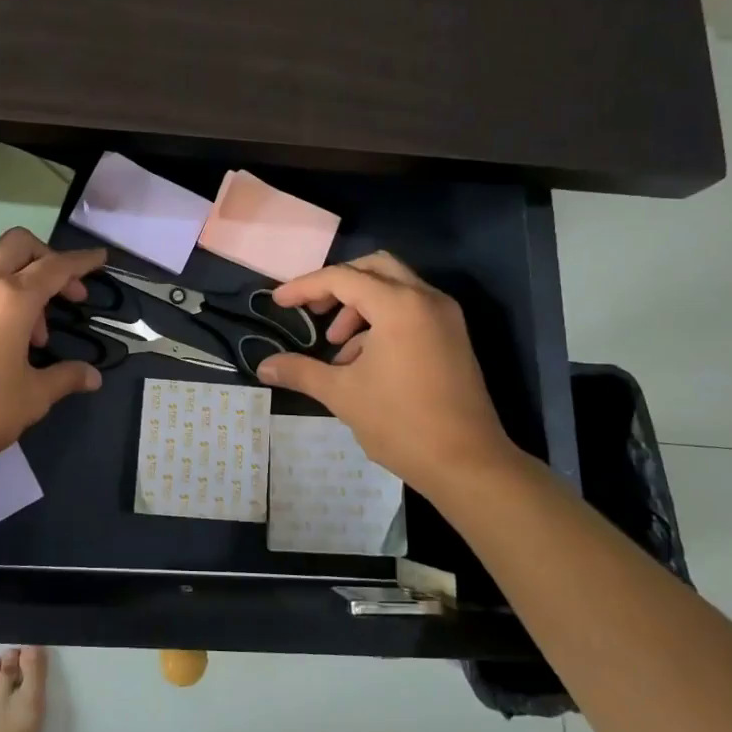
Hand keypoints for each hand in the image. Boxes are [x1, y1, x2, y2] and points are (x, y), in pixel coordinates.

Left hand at [0, 229, 106, 482]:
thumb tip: (93, 376)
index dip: (81, 261)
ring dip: (25, 283)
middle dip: (49, 258)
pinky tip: (12, 340)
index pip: (55, 266)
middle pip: (20, 245)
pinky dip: (3, 297)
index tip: (101, 258)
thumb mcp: (33, 396)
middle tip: (68, 293)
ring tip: (40, 336)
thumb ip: (65, 377)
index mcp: (12, 298)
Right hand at [256, 252, 523, 495]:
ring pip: (395, 287)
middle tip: (314, 311)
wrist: (468, 463)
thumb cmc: (401, 423)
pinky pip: (411, 309)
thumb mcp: (342, 394)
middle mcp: (426, 299)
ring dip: (360, 306)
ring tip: (337, 346)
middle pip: (374, 268)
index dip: (305, 287)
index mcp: (399, 305)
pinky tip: (363, 359)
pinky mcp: (453, 337)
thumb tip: (263, 367)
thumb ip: (300, 371)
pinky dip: (382, 320)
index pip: (342, 278)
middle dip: (338, 285)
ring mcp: (445, 317)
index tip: (278, 302)